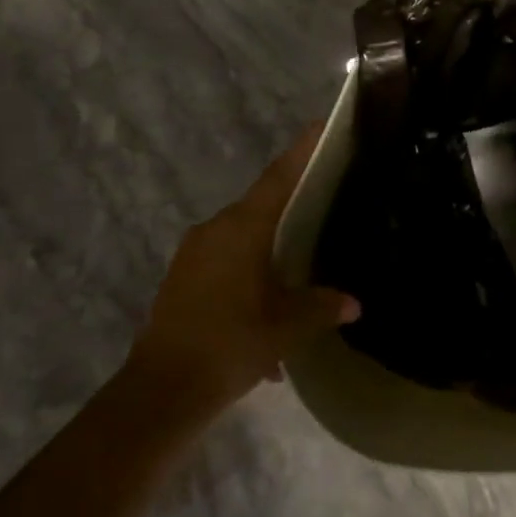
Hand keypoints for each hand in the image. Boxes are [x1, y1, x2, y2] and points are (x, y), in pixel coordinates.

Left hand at [128, 127, 360, 414]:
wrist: (162, 390)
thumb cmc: (231, 344)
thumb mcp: (287, 327)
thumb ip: (322, 307)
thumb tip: (353, 303)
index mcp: (243, 228)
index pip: (279, 176)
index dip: (302, 150)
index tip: (322, 126)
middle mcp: (215, 229)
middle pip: (260, 206)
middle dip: (290, 207)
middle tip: (323, 207)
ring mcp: (193, 253)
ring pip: (242, 239)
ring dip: (268, 253)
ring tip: (297, 279)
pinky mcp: (181, 278)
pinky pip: (224, 264)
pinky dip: (247, 278)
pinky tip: (265, 316)